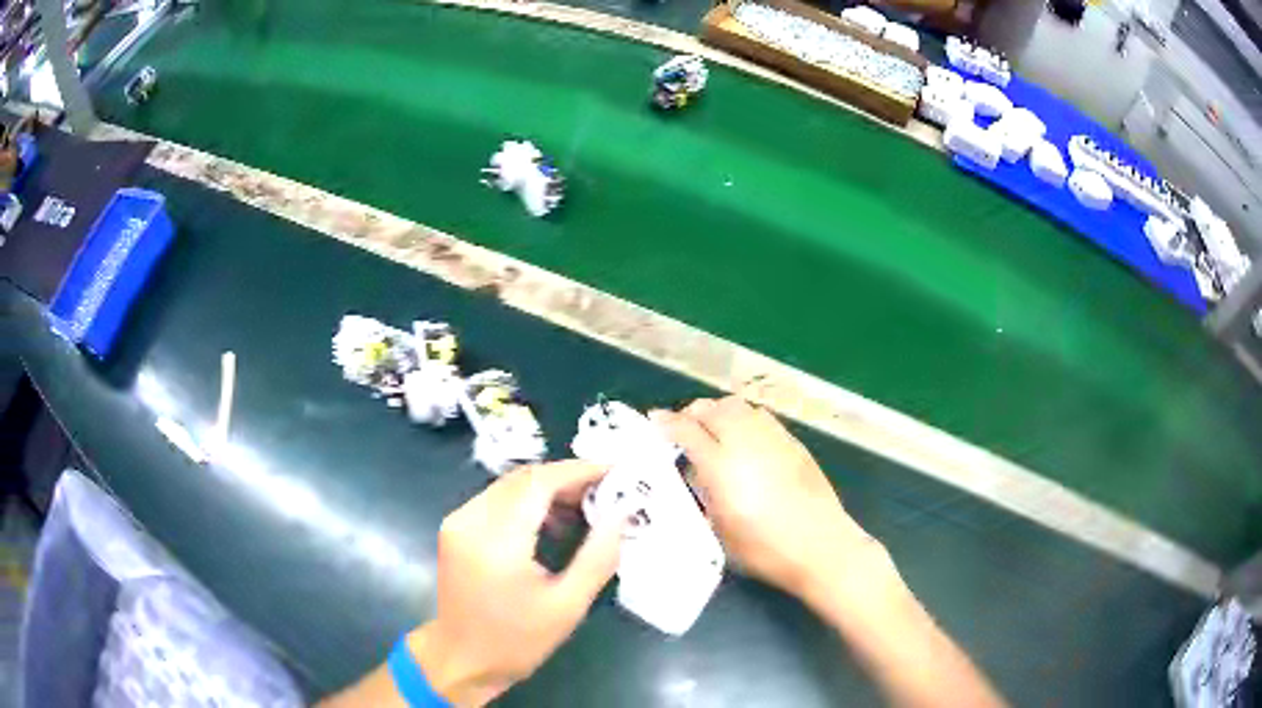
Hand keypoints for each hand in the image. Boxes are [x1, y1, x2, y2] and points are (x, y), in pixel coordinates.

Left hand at [409, 461, 623, 706]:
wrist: (461, 659)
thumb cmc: (517, 640)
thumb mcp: (567, 606)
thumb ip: (598, 556)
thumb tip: (621, 514)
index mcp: (496, 541)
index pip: (539, 483)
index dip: (578, 471)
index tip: (615, 470)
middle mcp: (471, 520)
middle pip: (523, 478)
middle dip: (567, 478)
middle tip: (606, 491)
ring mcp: (458, 521)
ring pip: (509, 486)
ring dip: (548, 489)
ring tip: (585, 508)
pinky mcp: (455, 528)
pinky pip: (497, 500)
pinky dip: (527, 502)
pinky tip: (552, 523)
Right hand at [651, 397, 877, 598]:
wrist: (821, 547)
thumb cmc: (764, 550)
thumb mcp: (719, 530)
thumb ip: (704, 493)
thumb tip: (695, 471)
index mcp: (722, 466)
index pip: (687, 430)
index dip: (667, 423)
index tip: (654, 421)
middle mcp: (746, 442)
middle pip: (714, 409)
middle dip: (693, 413)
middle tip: (683, 428)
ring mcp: (774, 439)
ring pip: (739, 406)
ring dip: (719, 411)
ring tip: (713, 429)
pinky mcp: (794, 443)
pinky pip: (761, 417)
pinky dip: (744, 418)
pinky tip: (745, 438)